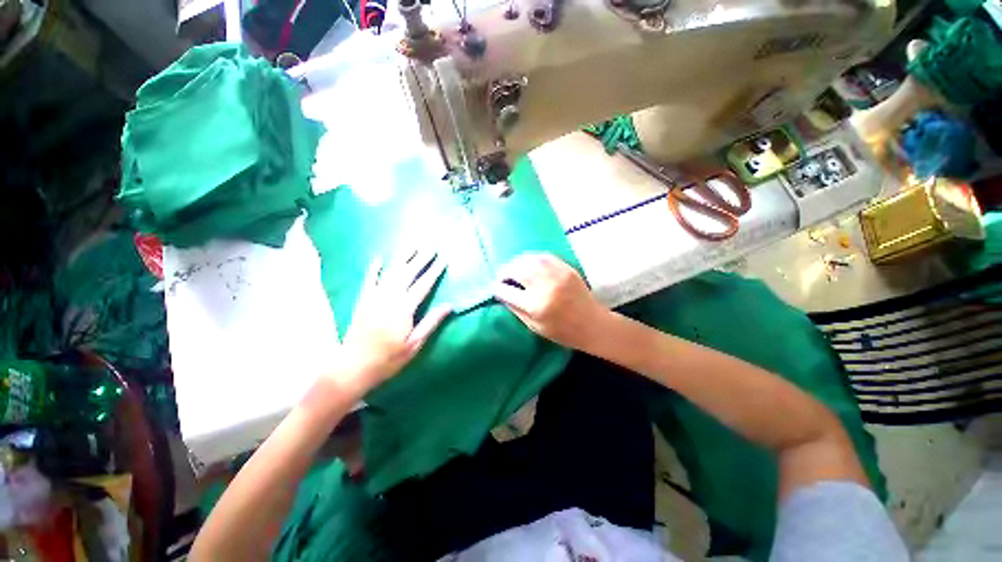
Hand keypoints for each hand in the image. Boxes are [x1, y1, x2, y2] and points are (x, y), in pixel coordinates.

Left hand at [336, 247, 451, 392]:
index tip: (443, 260)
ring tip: (412, 246)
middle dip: (420, 259)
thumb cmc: (388, 359)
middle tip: (431, 246)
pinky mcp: (363, 302)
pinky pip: (369, 281)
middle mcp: (389, 299)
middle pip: (407, 274)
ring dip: (402, 258)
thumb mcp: (414, 345)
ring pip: (390, 273)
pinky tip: (379, 258)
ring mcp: (374, 298)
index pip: (422, 286)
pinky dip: (374, 269)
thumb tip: (449, 305)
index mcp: (403, 310)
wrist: (353, 367)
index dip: (433, 272)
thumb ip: (431, 322)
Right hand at [492, 253, 609, 350]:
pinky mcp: (566, 268)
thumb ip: (516, 309)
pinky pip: (543, 256)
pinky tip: (529, 264)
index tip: (495, 287)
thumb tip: (501, 293)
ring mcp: (557, 275)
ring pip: (529, 259)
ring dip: (517, 263)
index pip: (507, 291)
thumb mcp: (535, 327)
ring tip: (514, 269)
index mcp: (536, 306)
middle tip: (503, 277)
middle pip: (516, 270)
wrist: (594, 325)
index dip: (497, 288)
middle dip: (505, 272)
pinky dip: (532, 258)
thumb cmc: (563, 332)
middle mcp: (545, 287)